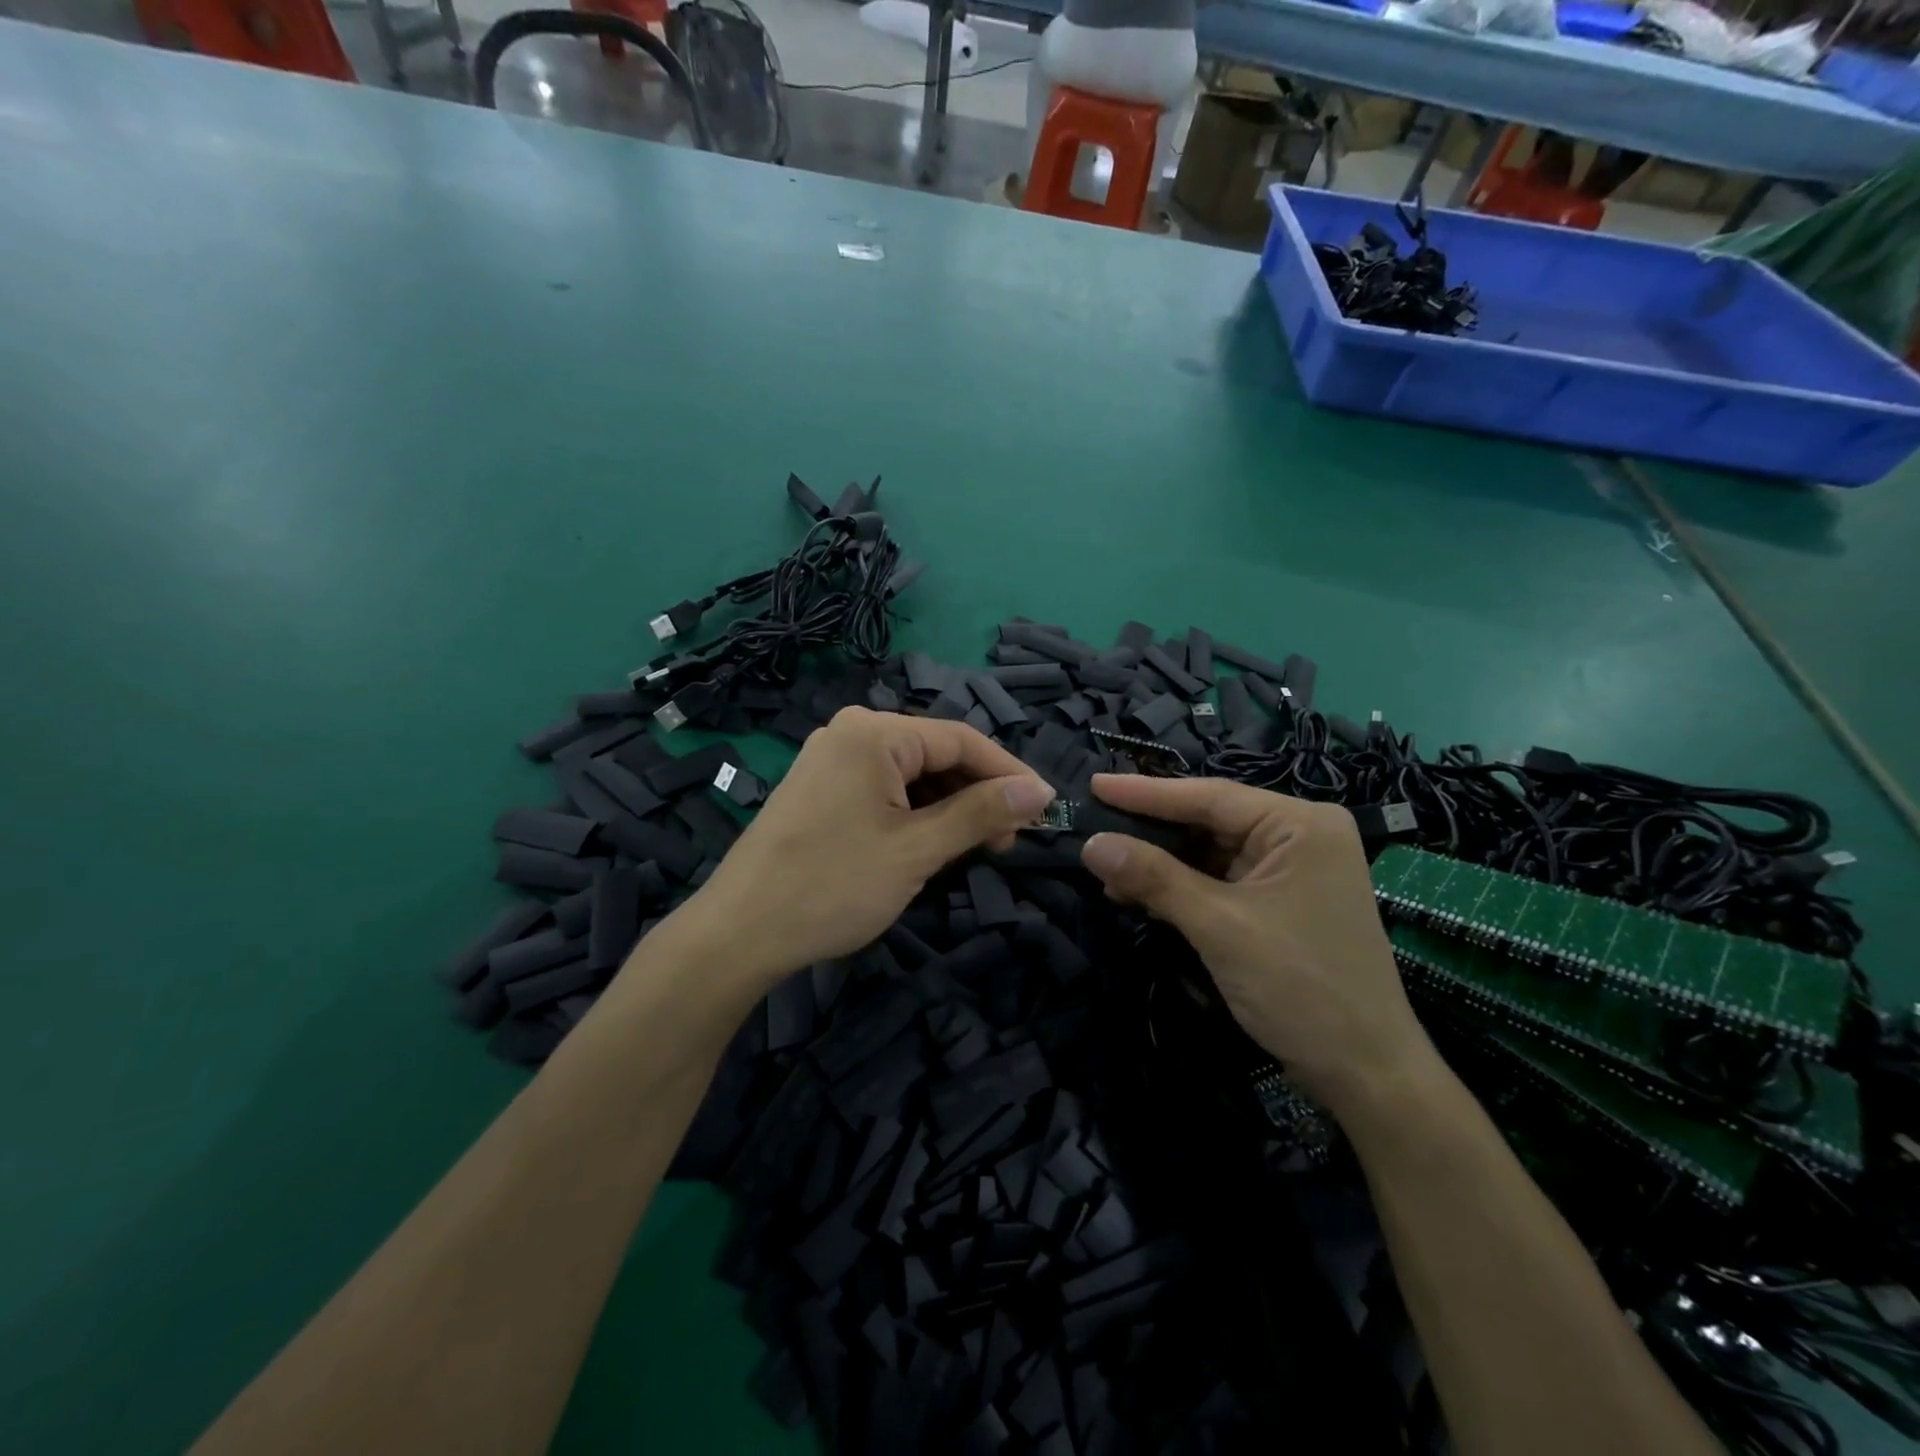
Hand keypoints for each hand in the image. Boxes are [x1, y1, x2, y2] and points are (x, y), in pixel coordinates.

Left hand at [690, 709, 1053, 989]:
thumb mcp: (918, 850)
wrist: (739, 932)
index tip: (1045, 808)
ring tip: (974, 848)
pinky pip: (884, 789)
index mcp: (873, 733)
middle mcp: (851, 732)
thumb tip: (1039, 790)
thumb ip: (981, 813)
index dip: (1008, 773)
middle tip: (1008, 841)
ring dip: (949, 807)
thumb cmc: (833, 886)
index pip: (961, 739)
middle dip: (977, 794)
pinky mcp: (821, 788)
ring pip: (911, 774)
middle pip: (936, 754)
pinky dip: (915, 813)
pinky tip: (932, 844)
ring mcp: (831, 759)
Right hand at [1078, 774, 1431, 1115]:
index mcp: (1299, 824)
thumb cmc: (1300, 987)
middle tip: (1092, 822)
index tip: (1094, 783)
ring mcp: (1290, 870)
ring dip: (1160, 864)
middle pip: (1208, 821)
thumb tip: (1090, 845)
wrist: (1365, 1073)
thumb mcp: (1219, 926)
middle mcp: (1298, 836)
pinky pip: (1219, 880)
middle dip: (1151, 830)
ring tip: (1106, 867)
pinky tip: (1138, 892)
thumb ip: (1154, 878)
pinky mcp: (1279, 902)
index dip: (1145, 792)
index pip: (1209, 796)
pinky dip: (1180, 887)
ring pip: (1209, 852)